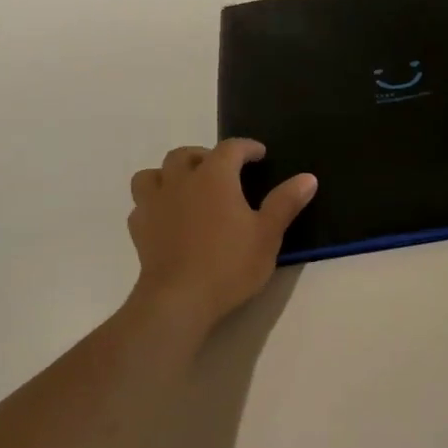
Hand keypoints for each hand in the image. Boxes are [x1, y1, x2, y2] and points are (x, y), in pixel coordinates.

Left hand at [127, 140, 317, 327]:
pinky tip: (168, 218)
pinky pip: (142, 204)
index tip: (259, 154)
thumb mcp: (268, 234)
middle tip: (223, 171)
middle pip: (186, 155)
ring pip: (153, 174)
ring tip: (187, 188)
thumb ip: (285, 202)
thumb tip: (308, 177)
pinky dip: (155, 203)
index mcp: (214, 177)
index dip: (247, 147)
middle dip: (205, 155)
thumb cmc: (229, 263)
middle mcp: (180, 181)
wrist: (179, 300)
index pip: (230, 148)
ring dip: (170, 174)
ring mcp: (154, 204)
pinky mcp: (139, 229)